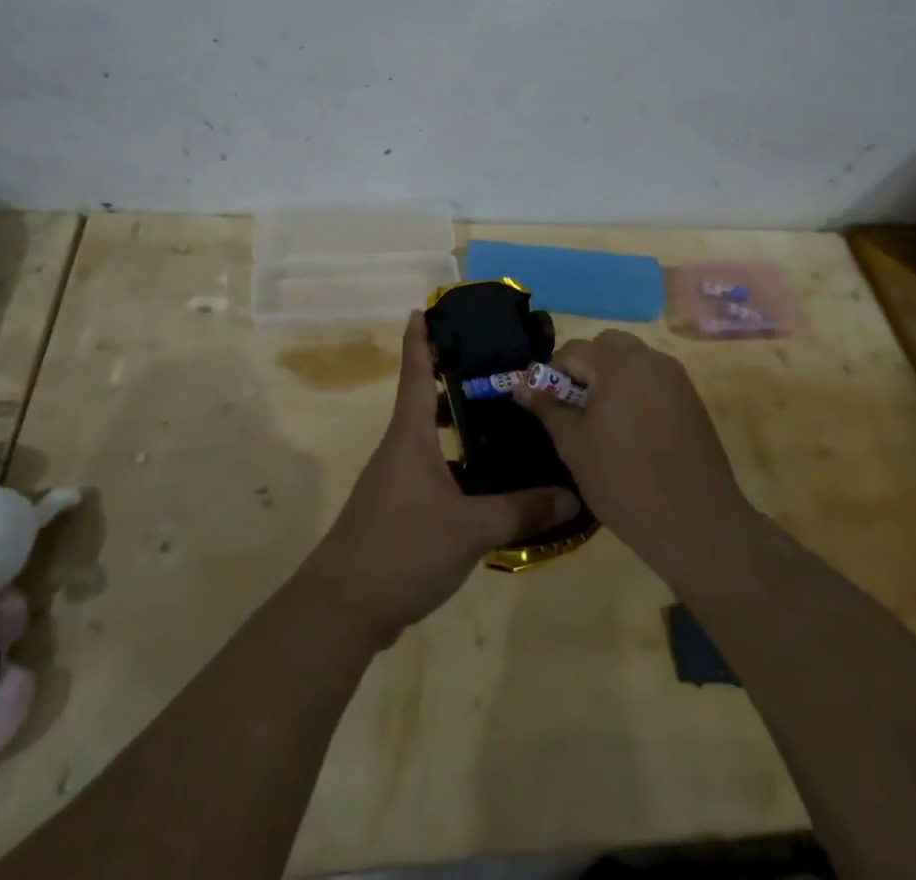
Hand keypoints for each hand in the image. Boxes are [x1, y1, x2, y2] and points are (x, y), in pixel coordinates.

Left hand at [303, 311, 579, 646]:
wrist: (344, 606)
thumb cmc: (402, 547)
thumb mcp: (470, 529)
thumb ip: (521, 511)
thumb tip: (571, 494)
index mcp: (410, 436)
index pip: (416, 372)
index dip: (421, 339)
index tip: (426, 308)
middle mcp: (399, 448)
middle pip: (423, 400)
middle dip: (452, 380)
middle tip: (495, 368)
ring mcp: (394, 480)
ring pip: (429, 438)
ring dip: (456, 425)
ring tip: (499, 419)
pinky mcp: (396, 509)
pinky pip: (430, 470)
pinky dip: (455, 463)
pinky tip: (485, 481)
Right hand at [514, 331, 754, 573]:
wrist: (696, 523)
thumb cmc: (624, 482)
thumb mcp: (574, 445)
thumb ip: (547, 407)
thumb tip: (521, 383)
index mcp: (617, 365)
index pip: (573, 350)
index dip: (552, 373)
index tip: (545, 404)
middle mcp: (649, 359)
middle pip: (607, 345)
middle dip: (586, 366)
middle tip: (576, 406)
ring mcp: (675, 378)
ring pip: (633, 359)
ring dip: (612, 375)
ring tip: (604, 419)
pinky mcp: (692, 399)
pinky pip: (655, 379)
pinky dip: (637, 389)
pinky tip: (633, 430)